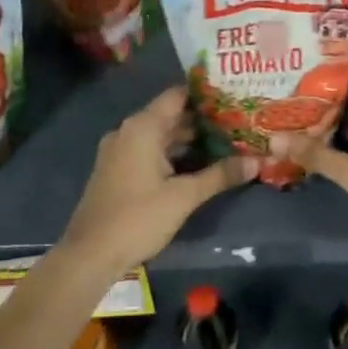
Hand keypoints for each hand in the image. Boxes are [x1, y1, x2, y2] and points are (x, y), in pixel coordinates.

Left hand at [59, 86, 255, 270]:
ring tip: (225, 141)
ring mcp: (120, 150)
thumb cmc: (138, 218)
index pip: (178, 95)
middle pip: (170, 115)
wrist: (90, 255)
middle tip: (238, 121)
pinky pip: (150, 150)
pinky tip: (197, 164)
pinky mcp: (117, 169)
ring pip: (160, 135)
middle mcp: (129, 131)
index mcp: (143, 127)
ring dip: (189, 139)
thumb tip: (257, 161)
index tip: (234, 95)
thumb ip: (220, 175)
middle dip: (203, 119)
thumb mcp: (184, 196)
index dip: (206, 94)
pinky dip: (172, 153)